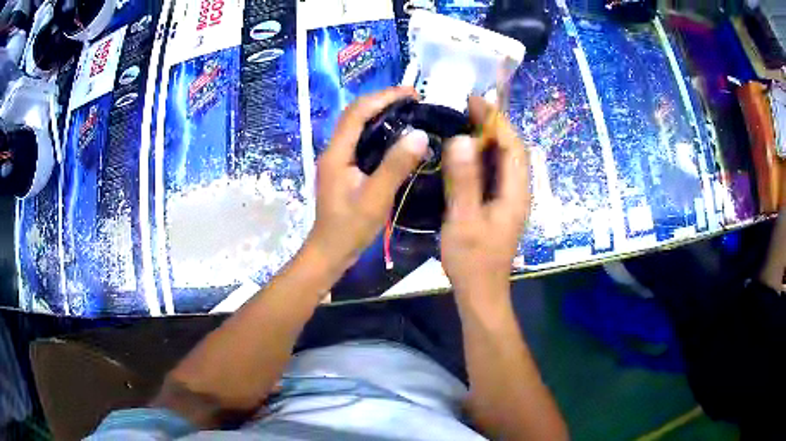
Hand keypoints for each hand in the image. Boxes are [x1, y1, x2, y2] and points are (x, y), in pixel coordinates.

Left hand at [307, 87, 427, 271]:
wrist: (331, 251)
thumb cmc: (350, 227)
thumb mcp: (376, 197)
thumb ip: (396, 165)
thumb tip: (420, 134)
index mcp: (337, 152)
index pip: (357, 112)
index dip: (384, 97)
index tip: (412, 93)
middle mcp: (334, 150)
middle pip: (355, 114)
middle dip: (383, 101)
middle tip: (413, 100)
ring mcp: (338, 159)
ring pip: (358, 125)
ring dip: (381, 113)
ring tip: (409, 111)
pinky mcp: (345, 168)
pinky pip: (362, 140)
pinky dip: (379, 131)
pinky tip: (397, 136)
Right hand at [441, 96, 530, 301]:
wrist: (480, 291)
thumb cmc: (472, 259)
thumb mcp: (463, 219)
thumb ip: (464, 180)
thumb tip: (462, 139)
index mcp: (515, 192)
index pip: (513, 145)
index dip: (496, 120)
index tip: (475, 100)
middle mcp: (518, 191)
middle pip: (510, 149)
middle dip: (492, 125)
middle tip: (465, 107)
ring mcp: (510, 198)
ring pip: (503, 160)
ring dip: (486, 139)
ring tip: (463, 122)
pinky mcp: (500, 205)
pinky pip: (494, 172)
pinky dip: (482, 156)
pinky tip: (464, 153)